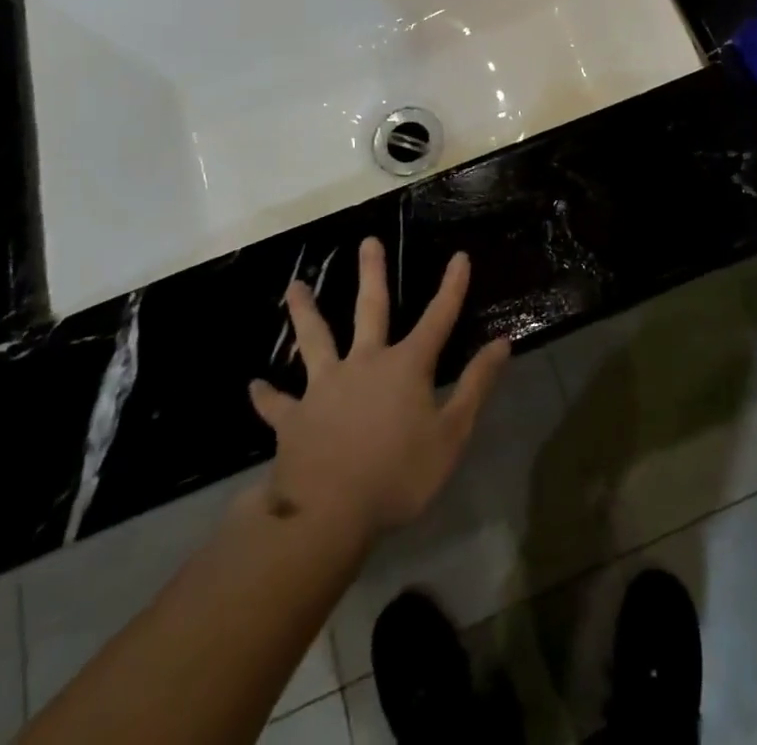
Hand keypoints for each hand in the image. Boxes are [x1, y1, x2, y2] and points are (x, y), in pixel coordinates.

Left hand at [249, 240, 508, 534]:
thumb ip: (476, 386)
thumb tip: (502, 342)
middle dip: (372, 274)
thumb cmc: (398, 475)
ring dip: (305, 312)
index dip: (452, 287)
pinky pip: (278, 404)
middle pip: (370, 310)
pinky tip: (254, 386)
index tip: (459, 256)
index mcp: (405, 366)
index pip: (438, 318)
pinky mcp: (295, 418)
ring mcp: (325, 388)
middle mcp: (364, 363)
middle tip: (366, 242)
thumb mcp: (451, 434)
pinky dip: (267, 395)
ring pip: (315, 340)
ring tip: (294, 286)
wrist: (328, 514)